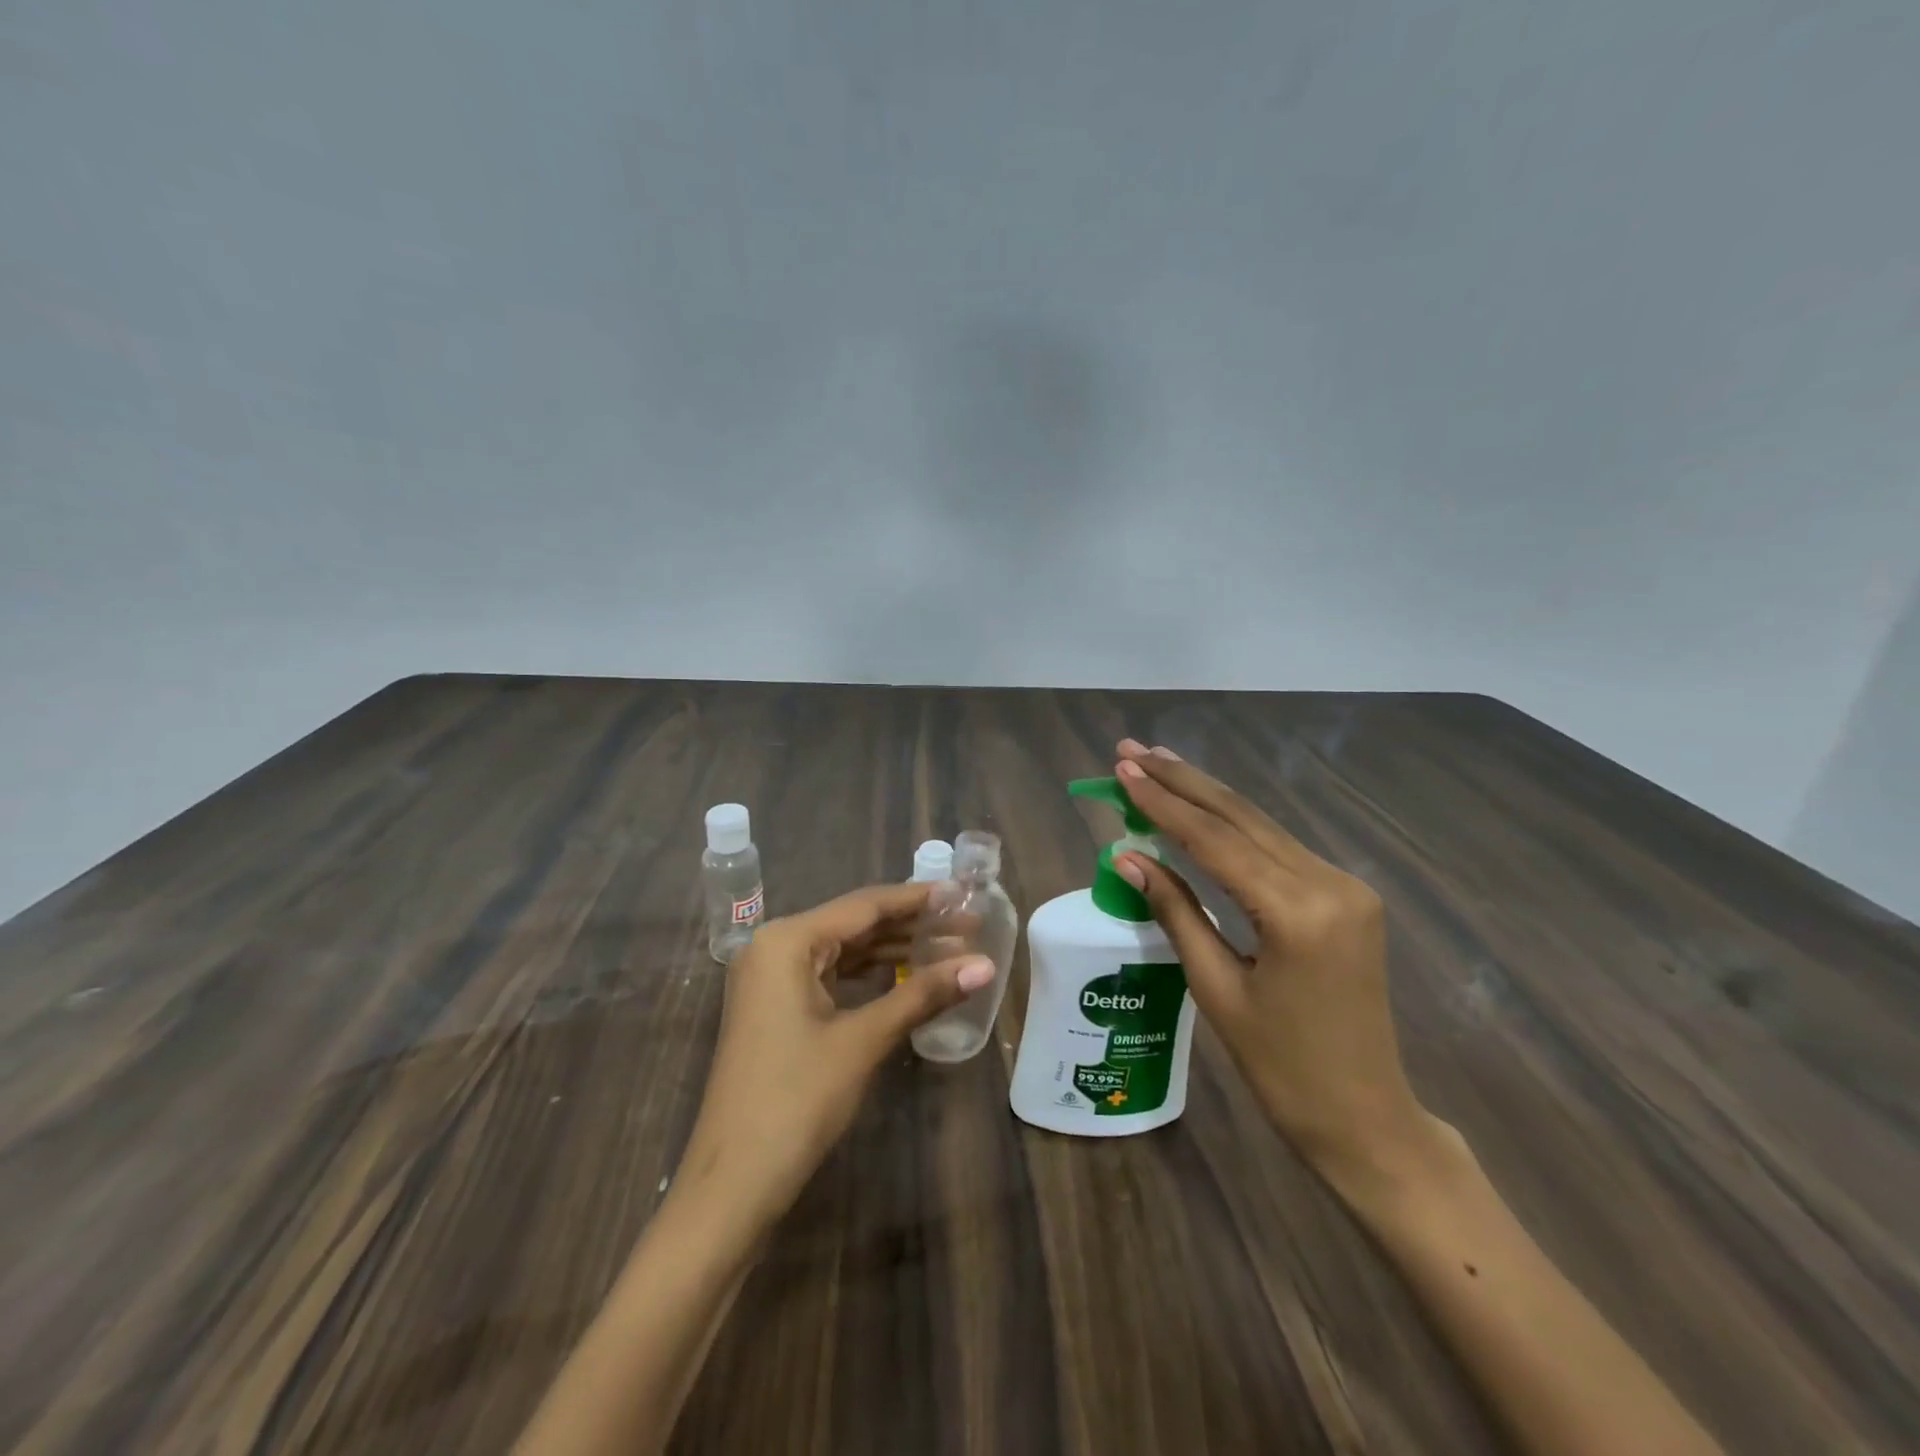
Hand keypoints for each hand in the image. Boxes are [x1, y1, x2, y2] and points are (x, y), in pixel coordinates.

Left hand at [674, 883, 993, 1226]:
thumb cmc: (796, 1101)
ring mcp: (771, 979)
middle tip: (967, 924)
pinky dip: (869, 974)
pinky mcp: (775, 1008)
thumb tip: (986, 965)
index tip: (964, 894)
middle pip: (854, 924)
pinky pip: (830, 975)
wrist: (731, 1184)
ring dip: (893, 950)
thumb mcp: (863, 1040)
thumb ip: (923, 994)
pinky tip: (906, 976)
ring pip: (843, 950)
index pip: (865, 906)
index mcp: (787, 940)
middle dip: (911, 925)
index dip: (918, 899)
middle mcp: (774, 946)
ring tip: (948, 947)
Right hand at [1110, 740, 1442, 1186]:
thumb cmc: (1281, 1067)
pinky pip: (1277, 849)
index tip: (1123, 769)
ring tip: (1157, 765)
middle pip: (1241, 818)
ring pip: (1261, 826)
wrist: (1366, 1117)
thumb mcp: (1216, 989)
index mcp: (1298, 912)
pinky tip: (1201, 808)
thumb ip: (1175, 911)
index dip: (1162, 803)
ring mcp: (1344, 886)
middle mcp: (1330, 883)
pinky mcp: (1345, 896)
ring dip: (1206, 796)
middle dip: (1182, 781)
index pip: (1215, 839)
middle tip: (1132, 751)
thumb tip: (1128, 856)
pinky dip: (1233, 827)